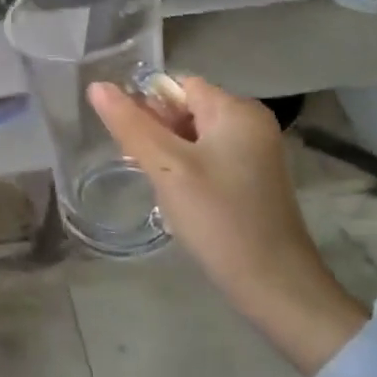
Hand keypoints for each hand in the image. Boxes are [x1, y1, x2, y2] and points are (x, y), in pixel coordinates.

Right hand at [88, 75, 354, 336]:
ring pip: (195, 137)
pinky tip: (180, 200)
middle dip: (157, 132)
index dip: (148, 106)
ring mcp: (256, 153)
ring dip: (170, 154)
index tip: (131, 139)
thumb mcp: (166, 168)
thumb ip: (130, 124)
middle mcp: (251, 123)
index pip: (177, 86)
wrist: (278, 291)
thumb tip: (97, 86)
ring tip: (160, 186)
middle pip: (186, 109)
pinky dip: (188, 171)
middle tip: (141, 166)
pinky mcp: (254, 180)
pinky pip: (209, 158)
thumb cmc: (220, 219)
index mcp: (237, 109)